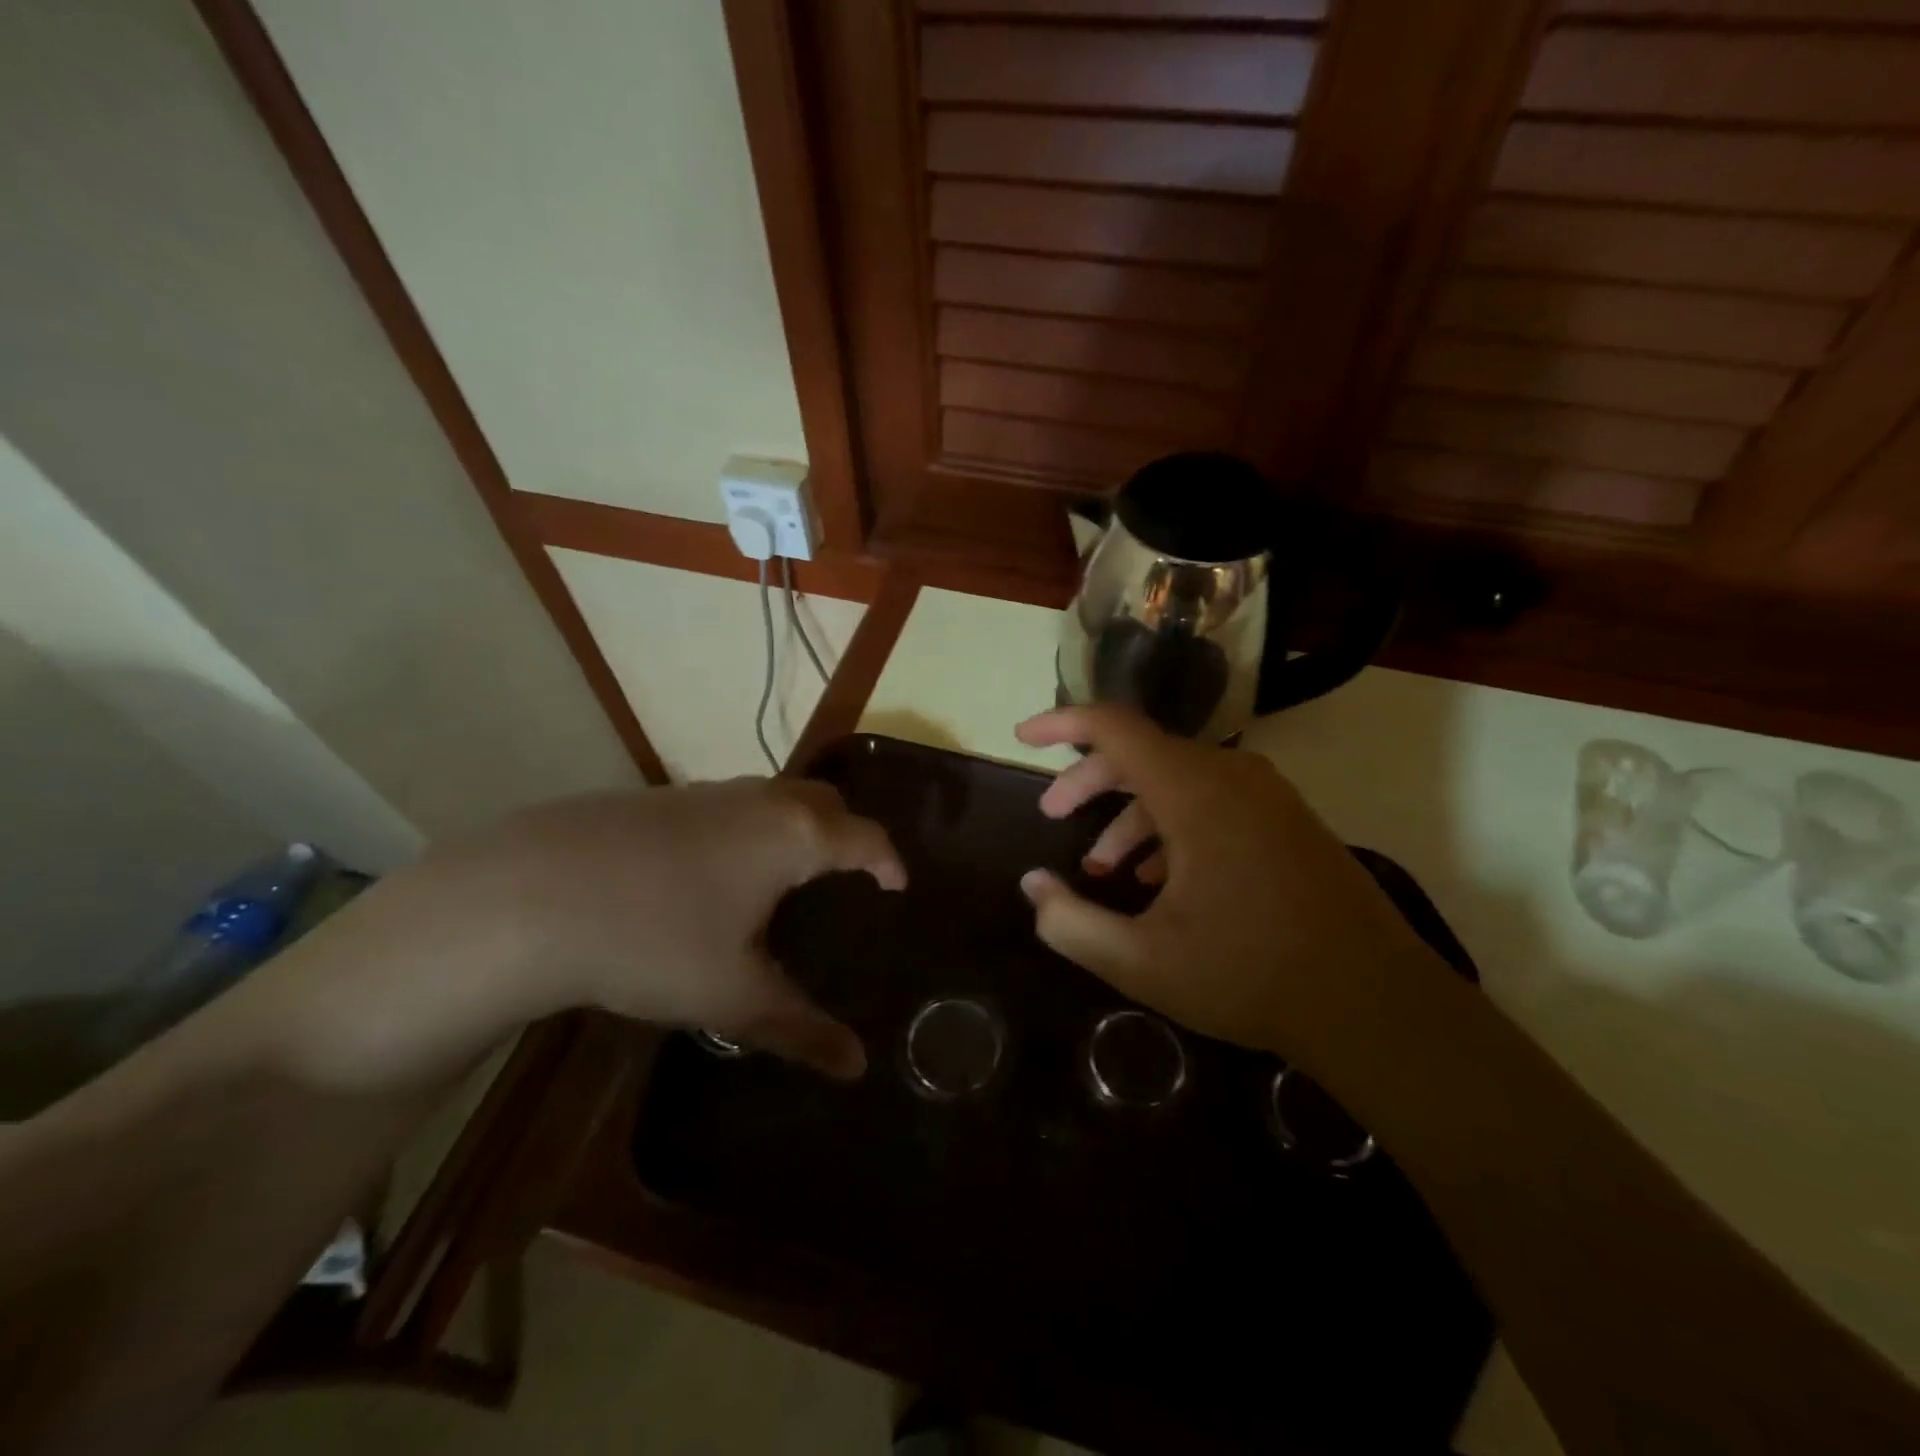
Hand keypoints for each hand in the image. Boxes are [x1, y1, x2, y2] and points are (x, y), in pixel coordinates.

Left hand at [269, 779, 904, 1090]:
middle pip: (825, 802)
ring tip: (788, 875)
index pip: (865, 837)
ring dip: (796, 827)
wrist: (528, 895)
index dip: (889, 861)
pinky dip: (749, 830)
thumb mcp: (733, 995)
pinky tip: (715, 874)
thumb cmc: (655, 940)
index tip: (898, 885)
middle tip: (849, 874)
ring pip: (774, 798)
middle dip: (847, 832)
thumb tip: (856, 1066)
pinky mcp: (660, 798)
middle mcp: (759, 801)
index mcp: (794, 836)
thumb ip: (801, 1029)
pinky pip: (729, 807)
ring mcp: (706, 792)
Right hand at [1015, 706, 1438, 1071]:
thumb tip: (1032, 886)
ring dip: (1129, 814)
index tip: (1022, 738)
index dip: (1061, 724)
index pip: (1114, 727)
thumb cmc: (1251, 976)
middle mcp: (1232, 777)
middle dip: (1088, 782)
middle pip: (1141, 753)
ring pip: (1177, 780)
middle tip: (1052, 816)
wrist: (1377, 1006)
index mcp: (1195, 792)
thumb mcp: (1141, 962)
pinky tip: (1158, 880)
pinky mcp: (1286, 821)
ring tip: (1102, 869)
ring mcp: (1267, 797)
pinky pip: (1212, 801)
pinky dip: (1170, 826)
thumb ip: (1071, 923)